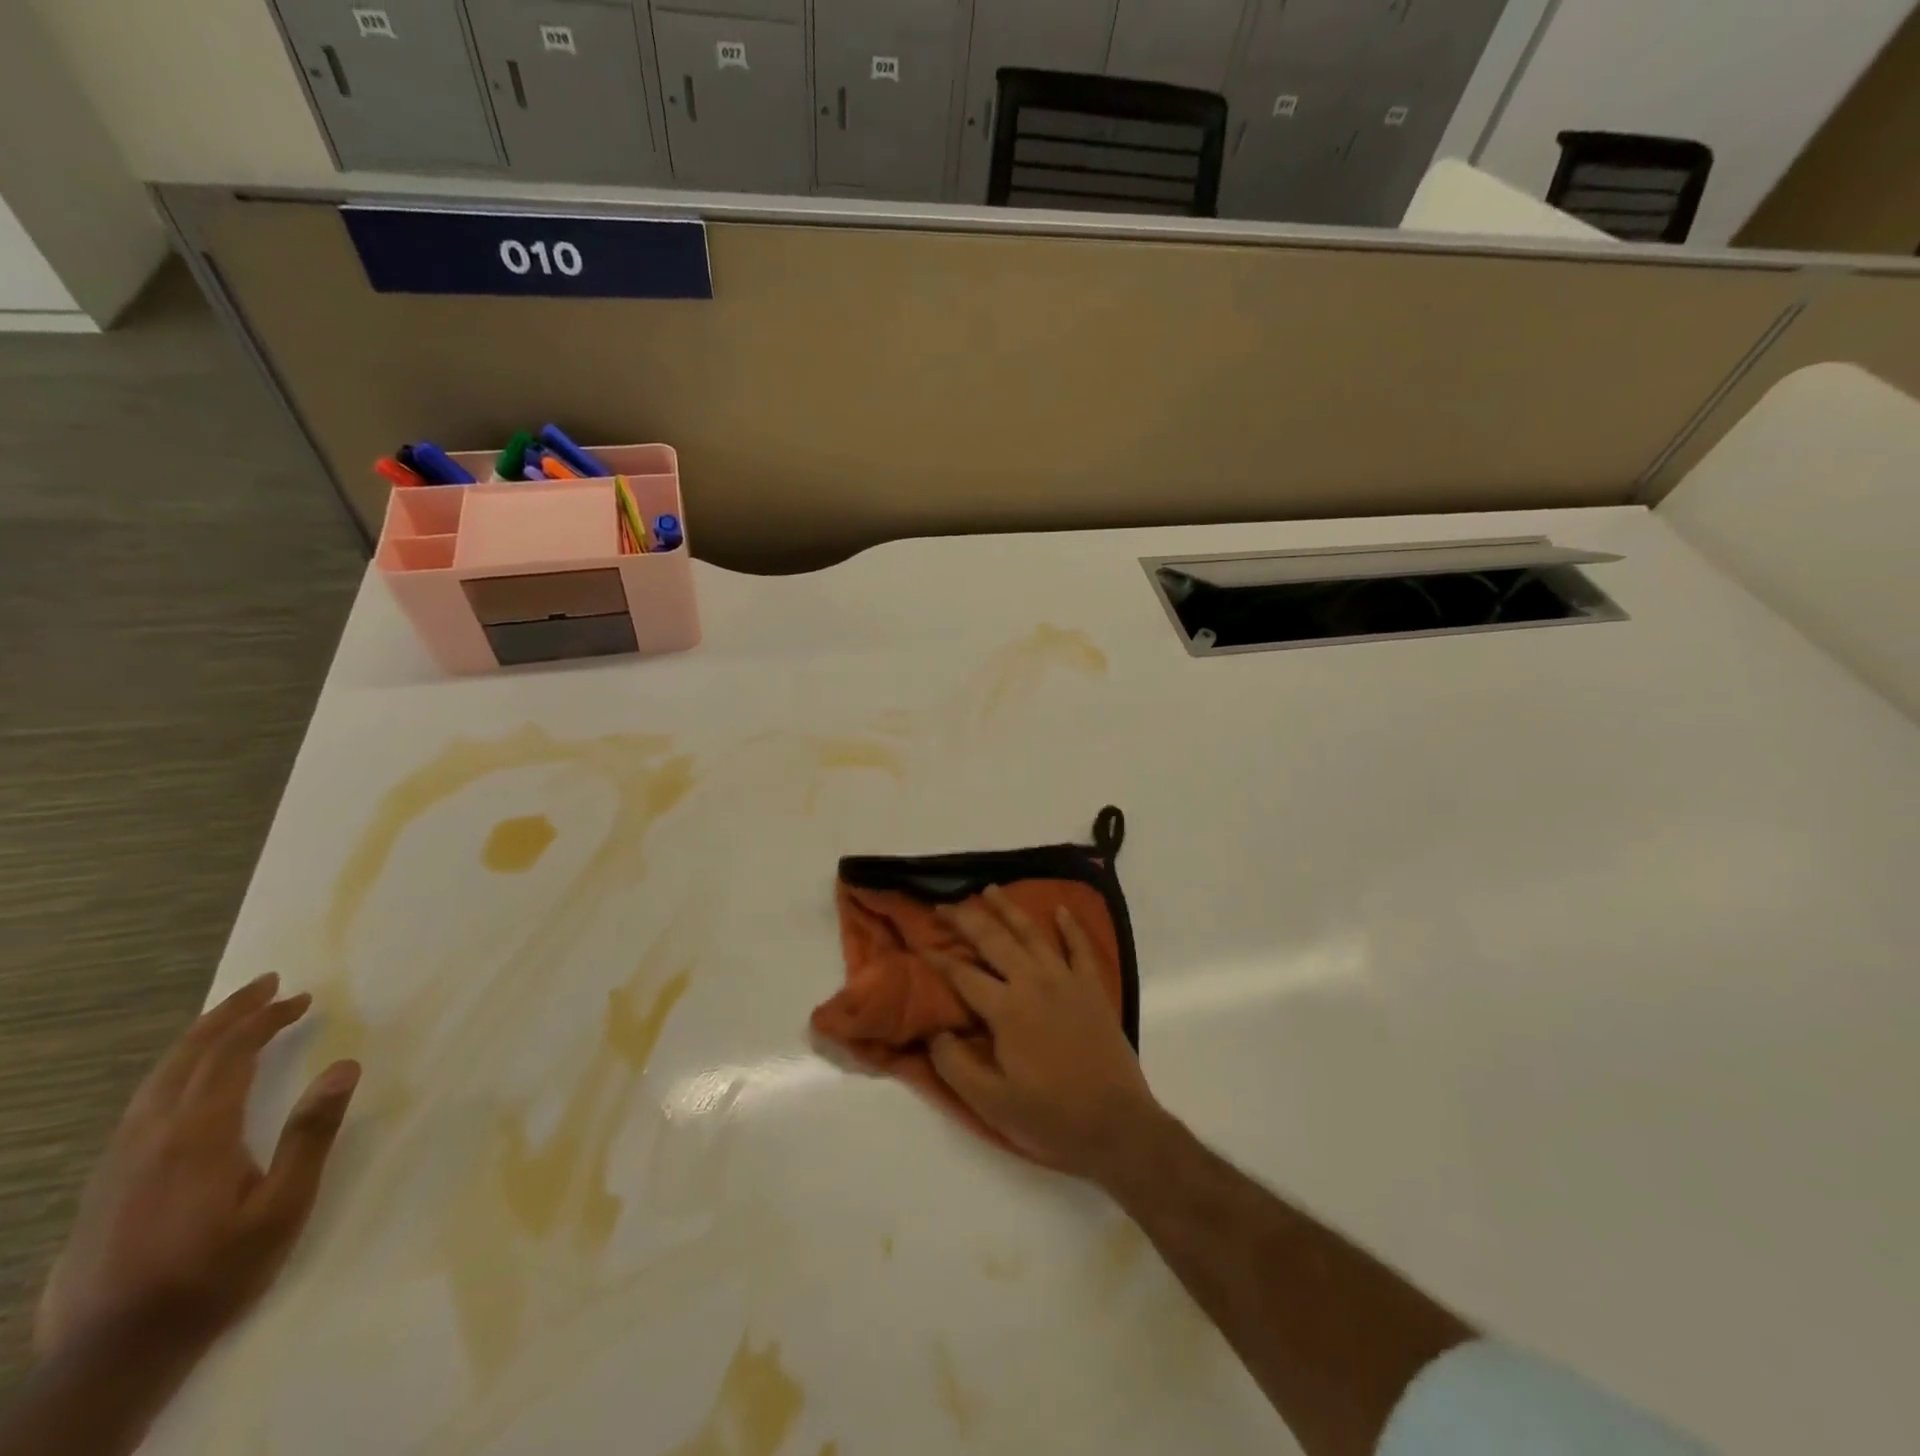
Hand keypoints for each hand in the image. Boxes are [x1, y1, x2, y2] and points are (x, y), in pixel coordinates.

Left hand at [35, 974, 359, 1357]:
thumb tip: (344, 1065)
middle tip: (267, 985)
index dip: (265, 1019)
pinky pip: (142, 1104)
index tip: (301, 997)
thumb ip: (311, 1134)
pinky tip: (190, 1081)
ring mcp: (118, 1160)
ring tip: (233, 1019)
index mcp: (196, 1136)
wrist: (111, 1355)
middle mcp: (150, 1136)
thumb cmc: (214, 1274)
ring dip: (199, 1040)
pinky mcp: (104, 1182)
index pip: (230, 1056)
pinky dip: (175, 1072)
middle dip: (228, 1015)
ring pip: (156, 1079)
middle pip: (186, 1057)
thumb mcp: (283, 1207)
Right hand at [927, 885, 1163, 1180]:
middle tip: (944, 906)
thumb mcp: (991, 1103)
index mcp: (1006, 1009)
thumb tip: (934, 1032)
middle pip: (994, 940)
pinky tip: (1060, 909)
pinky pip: (1080, 947)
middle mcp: (1034, 982)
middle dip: (965, 919)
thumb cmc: (1050, 1117)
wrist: (1117, 1126)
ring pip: (1033, 933)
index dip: (938, 959)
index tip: (919, 945)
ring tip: (990, 889)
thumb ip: (955, 1065)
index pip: (963, 974)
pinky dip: (1070, 926)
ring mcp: (1067, 980)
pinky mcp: (1093, 988)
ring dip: (1009, 909)